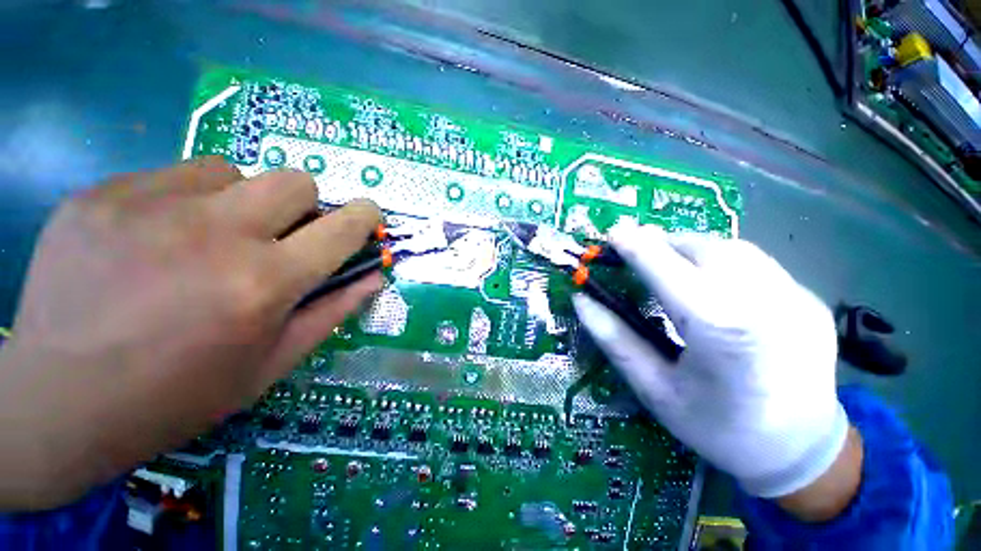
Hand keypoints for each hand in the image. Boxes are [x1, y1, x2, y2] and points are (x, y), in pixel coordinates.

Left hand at [0, 157, 381, 509]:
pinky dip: (186, 200)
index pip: (342, 228)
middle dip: (303, 205)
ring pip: (234, 171)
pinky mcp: (103, 194)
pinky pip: (173, 175)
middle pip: (295, 180)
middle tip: (278, 235)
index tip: (366, 215)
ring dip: (241, 201)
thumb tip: (373, 277)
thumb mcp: (271, 364)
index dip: (363, 216)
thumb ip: (332, 312)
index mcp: (265, 283)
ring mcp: (150, 205)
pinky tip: (157, 238)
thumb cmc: (178, 395)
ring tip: (208, 239)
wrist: (57, 403)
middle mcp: (217, 234)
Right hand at [573, 225, 849, 499]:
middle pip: (702, 247)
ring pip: (731, 247)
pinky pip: (756, 263)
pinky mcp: (809, 298)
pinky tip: (711, 284)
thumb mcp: (654, 388)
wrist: (800, 452)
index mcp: (720, 329)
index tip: (612, 233)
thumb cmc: (718, 427)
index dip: (636, 246)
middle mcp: (765, 301)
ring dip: (691, 247)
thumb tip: (582, 300)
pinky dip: (721, 260)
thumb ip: (615, 339)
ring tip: (669, 264)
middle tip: (637, 252)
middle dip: (662, 243)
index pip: (666, 267)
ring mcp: (795, 297)